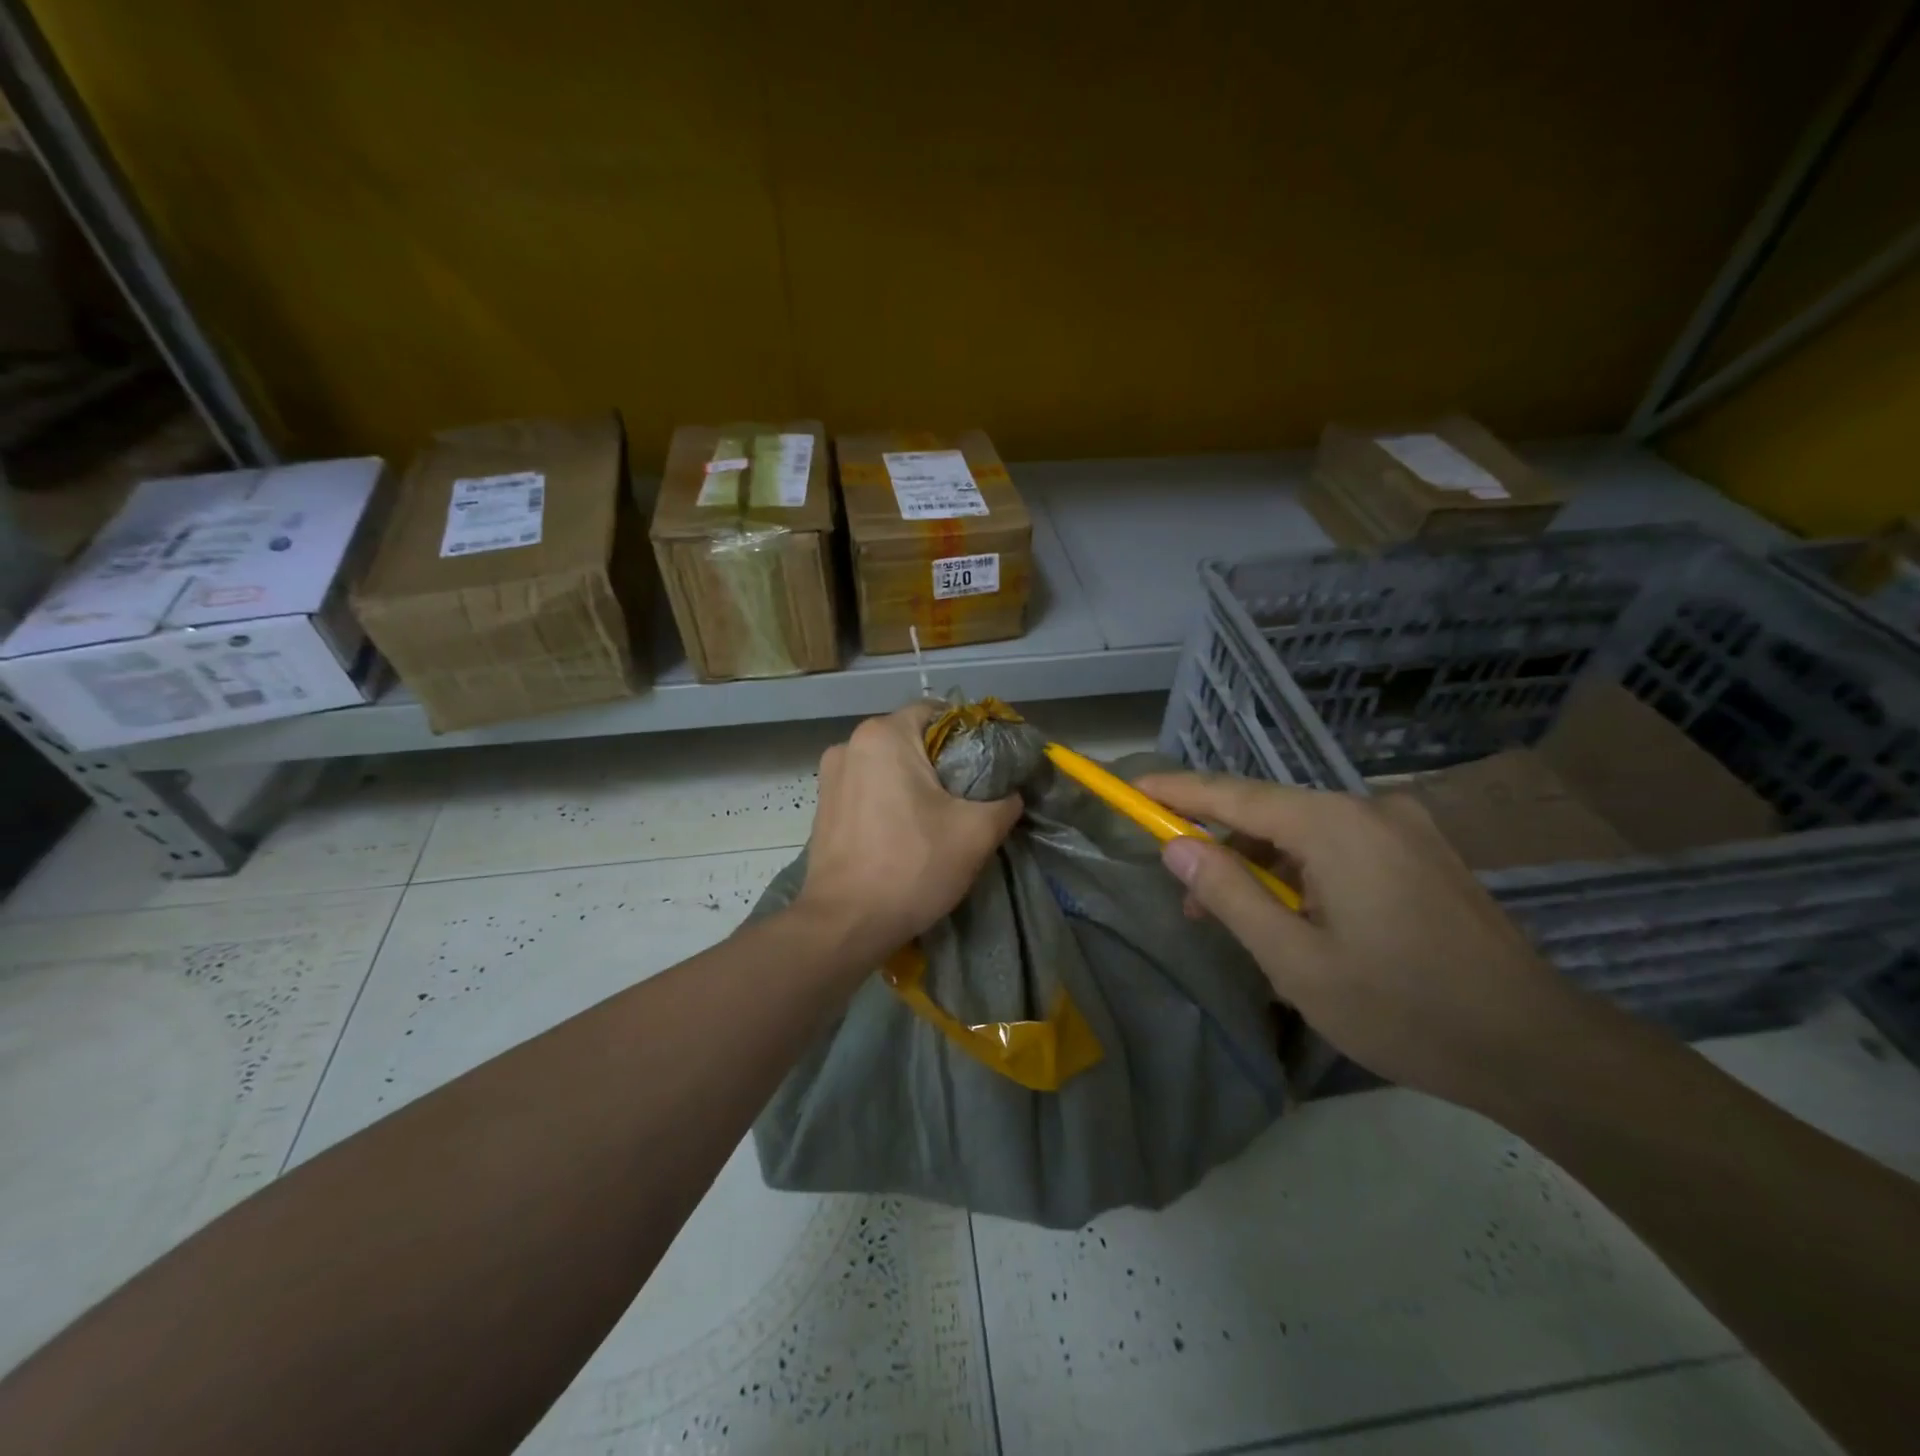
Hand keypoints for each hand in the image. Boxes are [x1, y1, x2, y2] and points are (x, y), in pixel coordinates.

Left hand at [795, 704, 1021, 965]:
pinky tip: (906, 830)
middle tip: (972, 794)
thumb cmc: (911, 867)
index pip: (938, 712)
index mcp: (884, 735)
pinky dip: (890, 799)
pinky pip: (868, 788)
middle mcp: (850, 744)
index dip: (970, 734)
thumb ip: (1005, 801)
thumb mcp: (976, 833)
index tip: (990, 764)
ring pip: (888, 765)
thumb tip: (1014, 793)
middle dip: (943, 761)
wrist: (844, 924)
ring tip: (941, 816)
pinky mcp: (823, 806)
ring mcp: (830, 776)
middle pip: (912, 738)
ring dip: (915, 782)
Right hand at [1135, 771, 1594, 1111]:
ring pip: (1305, 832)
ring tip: (1245, 924)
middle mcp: (1368, 808)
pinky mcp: (1421, 853)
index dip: (1176, 791)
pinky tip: (1300, 919)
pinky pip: (1340, 847)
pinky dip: (1303, 873)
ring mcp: (1402, 828)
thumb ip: (1228, 894)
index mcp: (1334, 825)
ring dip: (1263, 867)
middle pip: (1269, 812)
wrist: (1536, 1048)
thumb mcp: (1294, 960)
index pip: (1233, 795)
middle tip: (1189, 899)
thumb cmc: (1402, 1008)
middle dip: (1221, 847)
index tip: (1131, 789)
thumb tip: (1176, 848)